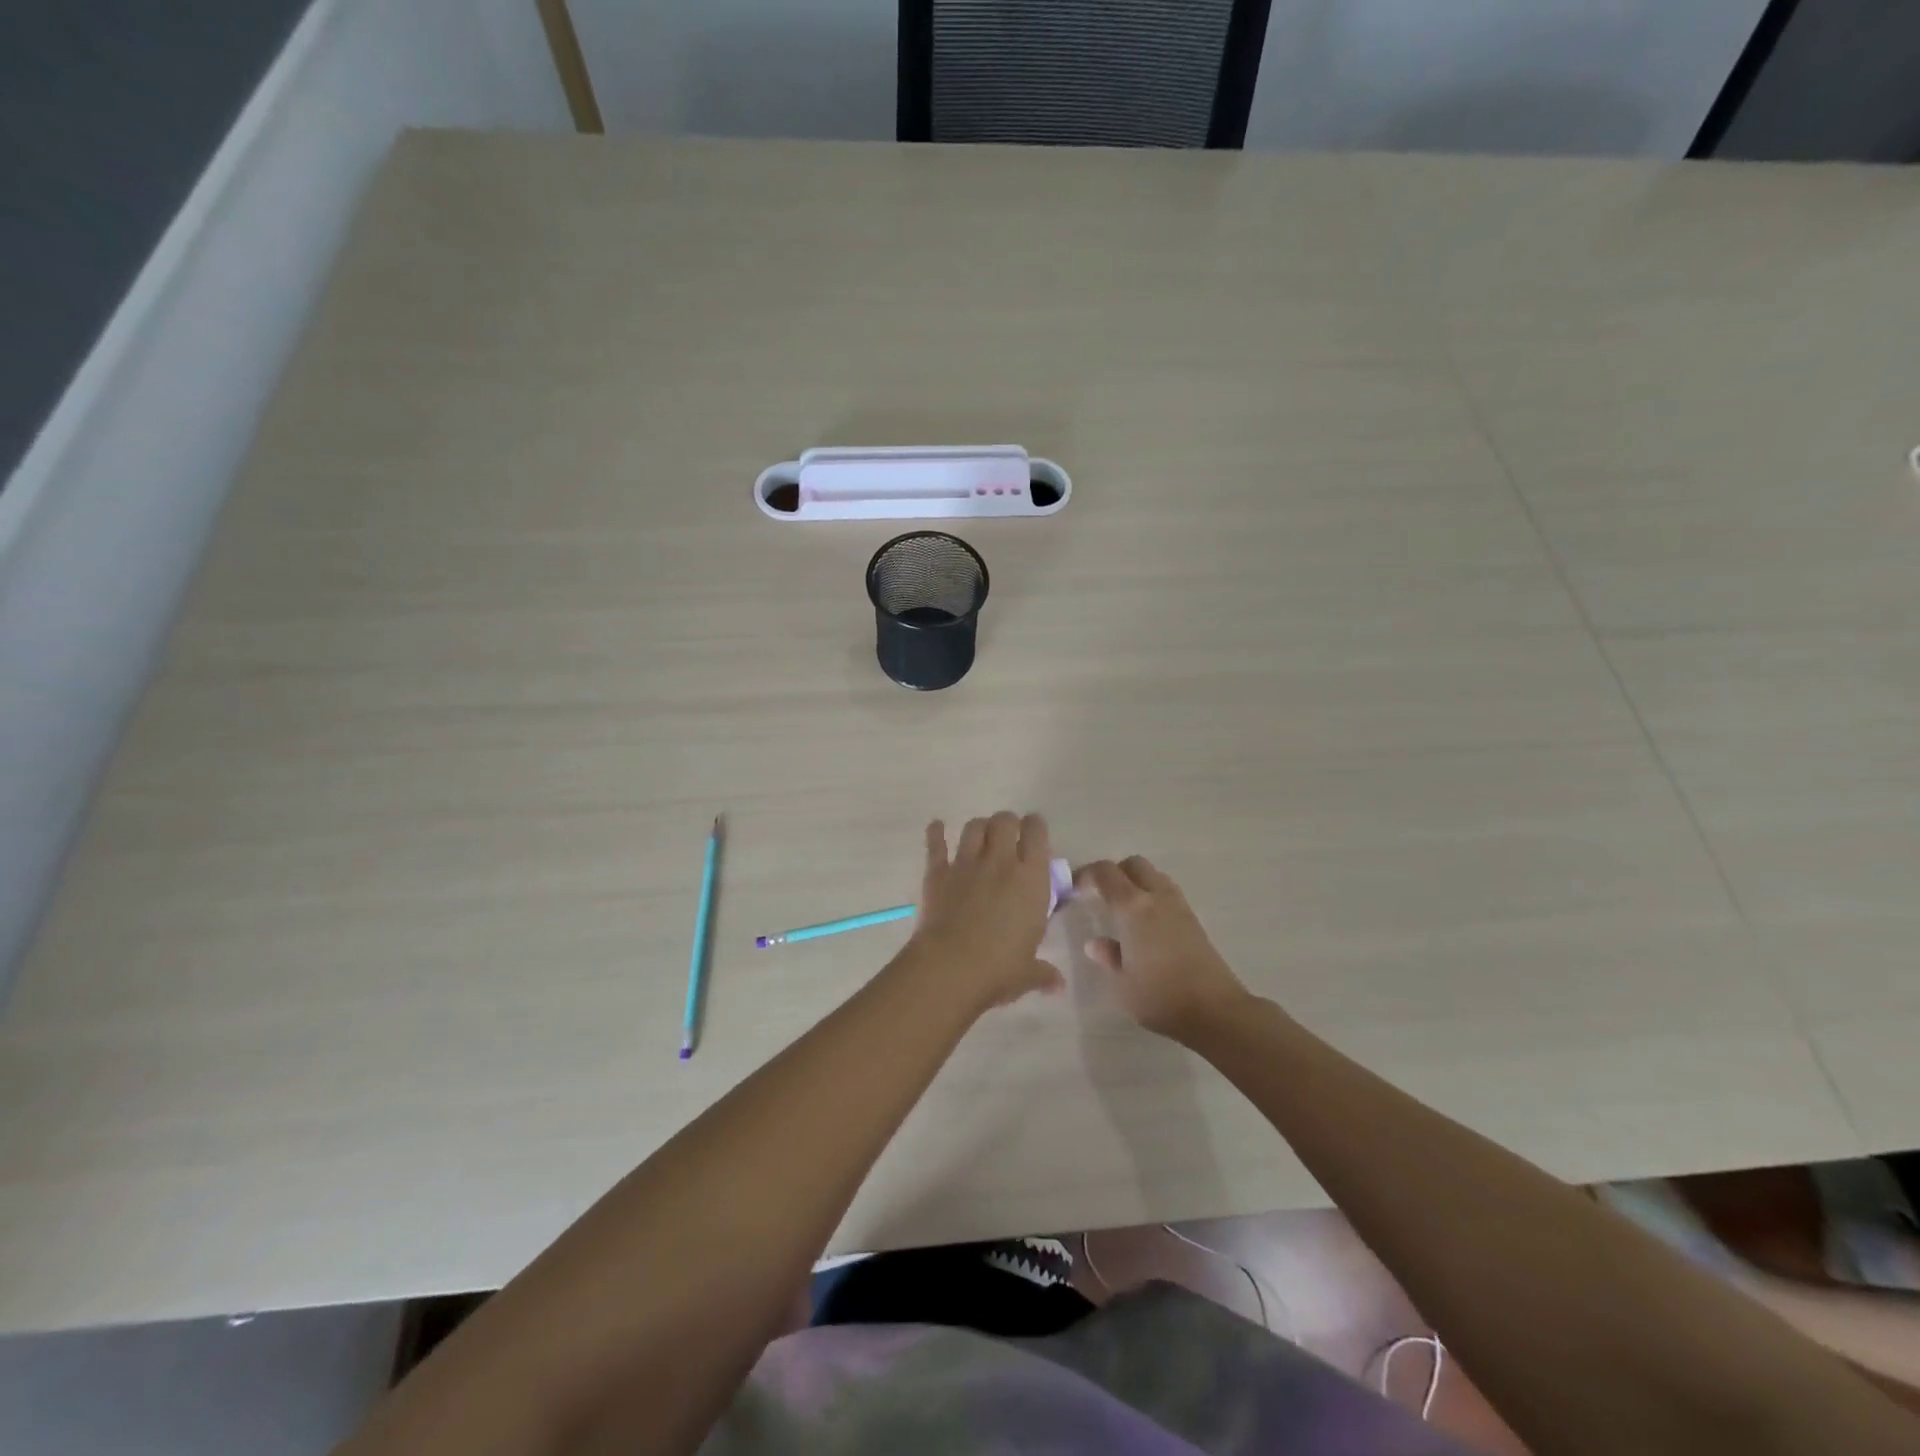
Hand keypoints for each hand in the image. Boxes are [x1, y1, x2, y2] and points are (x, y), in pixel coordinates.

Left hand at [909, 812, 1062, 1009]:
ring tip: (980, 836)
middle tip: (1008, 837)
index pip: (1036, 833)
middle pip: (1004, 821)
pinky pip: (936, 845)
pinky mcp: (937, 873)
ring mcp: (966, 864)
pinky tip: (936, 826)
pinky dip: (935, 833)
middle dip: (1007, 823)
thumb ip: (1044, 973)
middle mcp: (1000, 862)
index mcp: (1031, 879)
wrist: (950, 968)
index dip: (1035, 826)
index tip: (1034, 832)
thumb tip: (1058, 986)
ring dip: (979, 828)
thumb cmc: (999, 969)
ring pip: (974, 827)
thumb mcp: (1028, 972)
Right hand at [1074, 856, 1250, 1041]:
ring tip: (1123, 909)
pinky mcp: (1194, 920)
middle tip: (1100, 895)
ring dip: (1136, 882)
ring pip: (1154, 875)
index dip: (1086, 874)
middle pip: (1134, 864)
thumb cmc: (1160, 996)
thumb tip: (1095, 944)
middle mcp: (1156, 897)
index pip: (1105, 872)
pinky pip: (1167, 892)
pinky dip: (1152, 896)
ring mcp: (1179, 906)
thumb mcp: (1122, 983)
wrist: (1215, 1010)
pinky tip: (1146, 925)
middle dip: (1114, 872)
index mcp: (1132, 908)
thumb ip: (1108, 957)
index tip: (1074, 889)